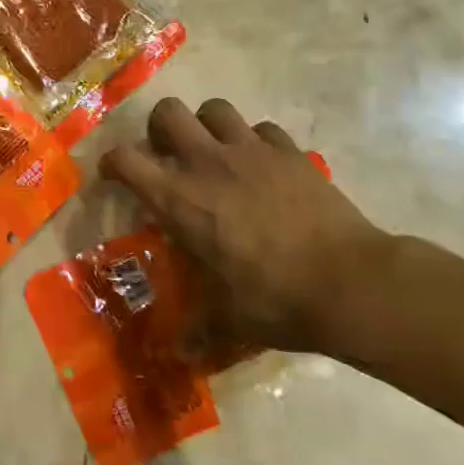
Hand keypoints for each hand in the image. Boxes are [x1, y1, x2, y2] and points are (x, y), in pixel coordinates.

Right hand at [100, 98, 390, 355]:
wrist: (350, 283)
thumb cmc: (276, 300)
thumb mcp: (229, 320)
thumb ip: (199, 330)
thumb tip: (179, 355)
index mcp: (179, 200)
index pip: (125, 160)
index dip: (113, 162)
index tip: (115, 175)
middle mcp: (207, 163)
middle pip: (167, 112)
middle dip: (160, 128)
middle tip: (169, 155)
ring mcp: (251, 151)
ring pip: (215, 109)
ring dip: (207, 126)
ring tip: (215, 152)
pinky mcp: (289, 152)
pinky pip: (262, 129)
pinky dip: (255, 141)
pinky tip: (263, 166)